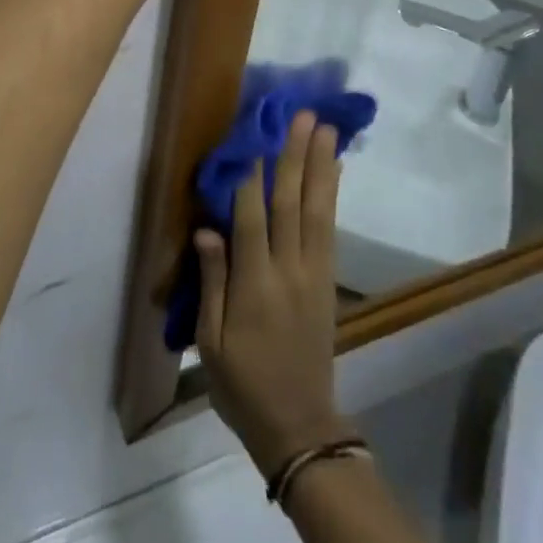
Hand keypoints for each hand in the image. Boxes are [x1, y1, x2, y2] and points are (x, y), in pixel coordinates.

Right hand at [196, 111, 353, 478]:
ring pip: (317, 210)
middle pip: (291, 203)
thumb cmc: (242, 384)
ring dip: (320, 166)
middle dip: (295, 156)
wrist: (298, 426)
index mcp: (255, 286)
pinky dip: (332, 195)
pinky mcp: (327, 280)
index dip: (252, 174)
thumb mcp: (211, 342)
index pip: (251, 218)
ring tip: (326, 129)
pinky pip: (330, 229)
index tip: (255, 133)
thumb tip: (207, 227)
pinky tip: (334, 171)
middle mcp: (288, 271)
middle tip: (302, 115)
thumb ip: (212, 281)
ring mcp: (314, 274)